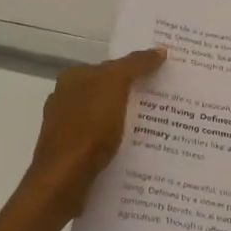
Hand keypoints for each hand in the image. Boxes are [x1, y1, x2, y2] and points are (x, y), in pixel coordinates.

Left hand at [24, 47, 167, 218]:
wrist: (64, 179)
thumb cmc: (88, 128)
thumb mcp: (115, 86)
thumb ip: (135, 65)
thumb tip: (159, 50)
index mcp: (72, 78)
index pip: (110, 67)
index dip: (136, 70)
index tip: (161, 78)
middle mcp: (64, 99)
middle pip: (107, 93)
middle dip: (132, 97)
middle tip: (166, 105)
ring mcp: (65, 128)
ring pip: (104, 119)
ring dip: (126, 123)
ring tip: (157, 131)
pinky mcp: (71, 155)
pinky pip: (101, 143)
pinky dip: (117, 145)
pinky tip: (135, 153)